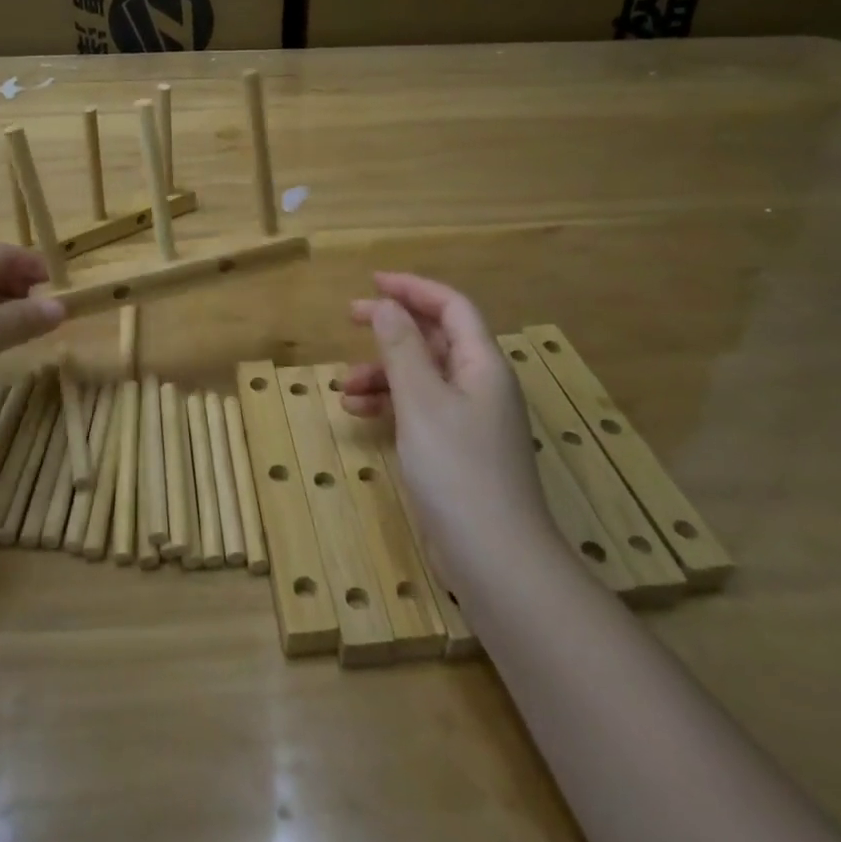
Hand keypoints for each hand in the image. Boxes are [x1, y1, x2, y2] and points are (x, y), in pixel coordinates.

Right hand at [342, 273, 552, 584]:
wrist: (496, 558)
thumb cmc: (457, 469)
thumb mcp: (421, 401)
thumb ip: (402, 348)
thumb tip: (387, 306)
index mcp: (482, 364)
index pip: (451, 307)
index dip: (413, 289)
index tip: (373, 283)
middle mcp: (480, 385)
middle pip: (435, 339)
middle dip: (393, 327)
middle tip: (351, 318)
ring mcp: (471, 420)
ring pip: (422, 376)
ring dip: (384, 373)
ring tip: (344, 386)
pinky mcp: (457, 450)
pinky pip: (420, 409)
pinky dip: (391, 405)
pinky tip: (360, 415)